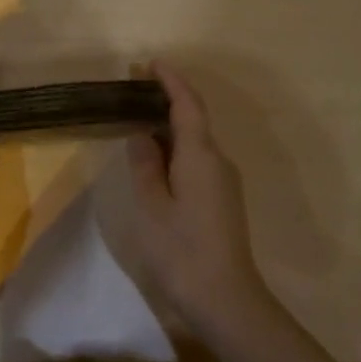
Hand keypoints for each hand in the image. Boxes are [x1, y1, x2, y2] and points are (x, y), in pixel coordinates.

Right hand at [125, 62, 274, 335]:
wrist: (226, 298)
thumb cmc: (181, 250)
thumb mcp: (152, 206)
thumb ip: (145, 165)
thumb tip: (141, 134)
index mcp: (200, 155)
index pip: (188, 105)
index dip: (171, 81)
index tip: (151, 63)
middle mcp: (218, 160)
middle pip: (193, 119)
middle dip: (167, 99)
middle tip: (134, 90)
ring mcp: (224, 181)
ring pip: (196, 141)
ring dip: (170, 125)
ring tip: (138, 120)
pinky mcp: (223, 199)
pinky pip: (198, 159)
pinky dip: (177, 148)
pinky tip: (157, 158)